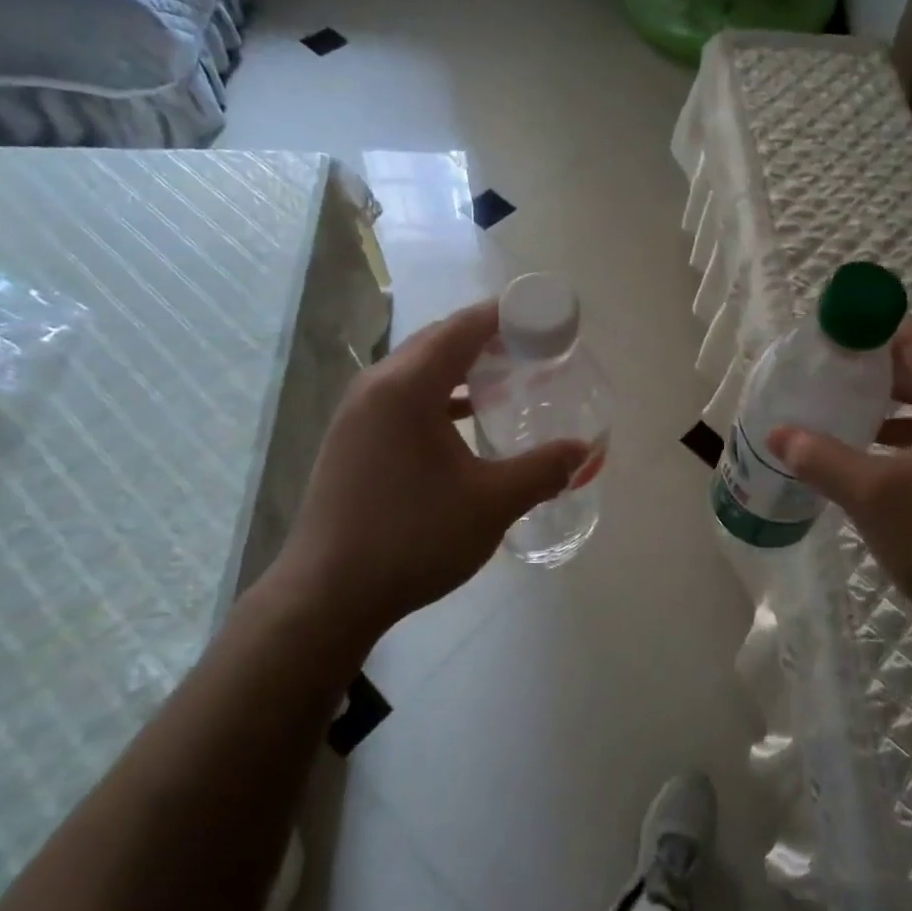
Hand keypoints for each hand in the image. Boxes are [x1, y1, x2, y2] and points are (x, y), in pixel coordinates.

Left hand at [269, 301, 586, 635]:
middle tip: (536, 349)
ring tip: (508, 378)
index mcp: (407, 387)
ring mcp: (358, 411)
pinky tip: (466, 418)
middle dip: (489, 337)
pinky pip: (403, 395)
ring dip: (463, 366)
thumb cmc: (413, 539)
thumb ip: (543, 470)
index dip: (509, 315)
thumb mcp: (491, 503)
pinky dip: (440, 394)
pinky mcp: (352, 437)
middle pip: (440, 340)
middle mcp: (377, 386)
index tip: (549, 320)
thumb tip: (583, 451)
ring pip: (419, 368)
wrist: (328, 595)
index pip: (465, 327)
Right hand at [768, 319, 911, 626]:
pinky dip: (906, 439)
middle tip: (826, 378)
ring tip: (841, 413)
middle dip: (876, 373)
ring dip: (890, 408)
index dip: (875, 334)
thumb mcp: (872, 496)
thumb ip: (821, 458)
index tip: (831, 342)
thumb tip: (776, 433)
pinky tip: (870, 459)